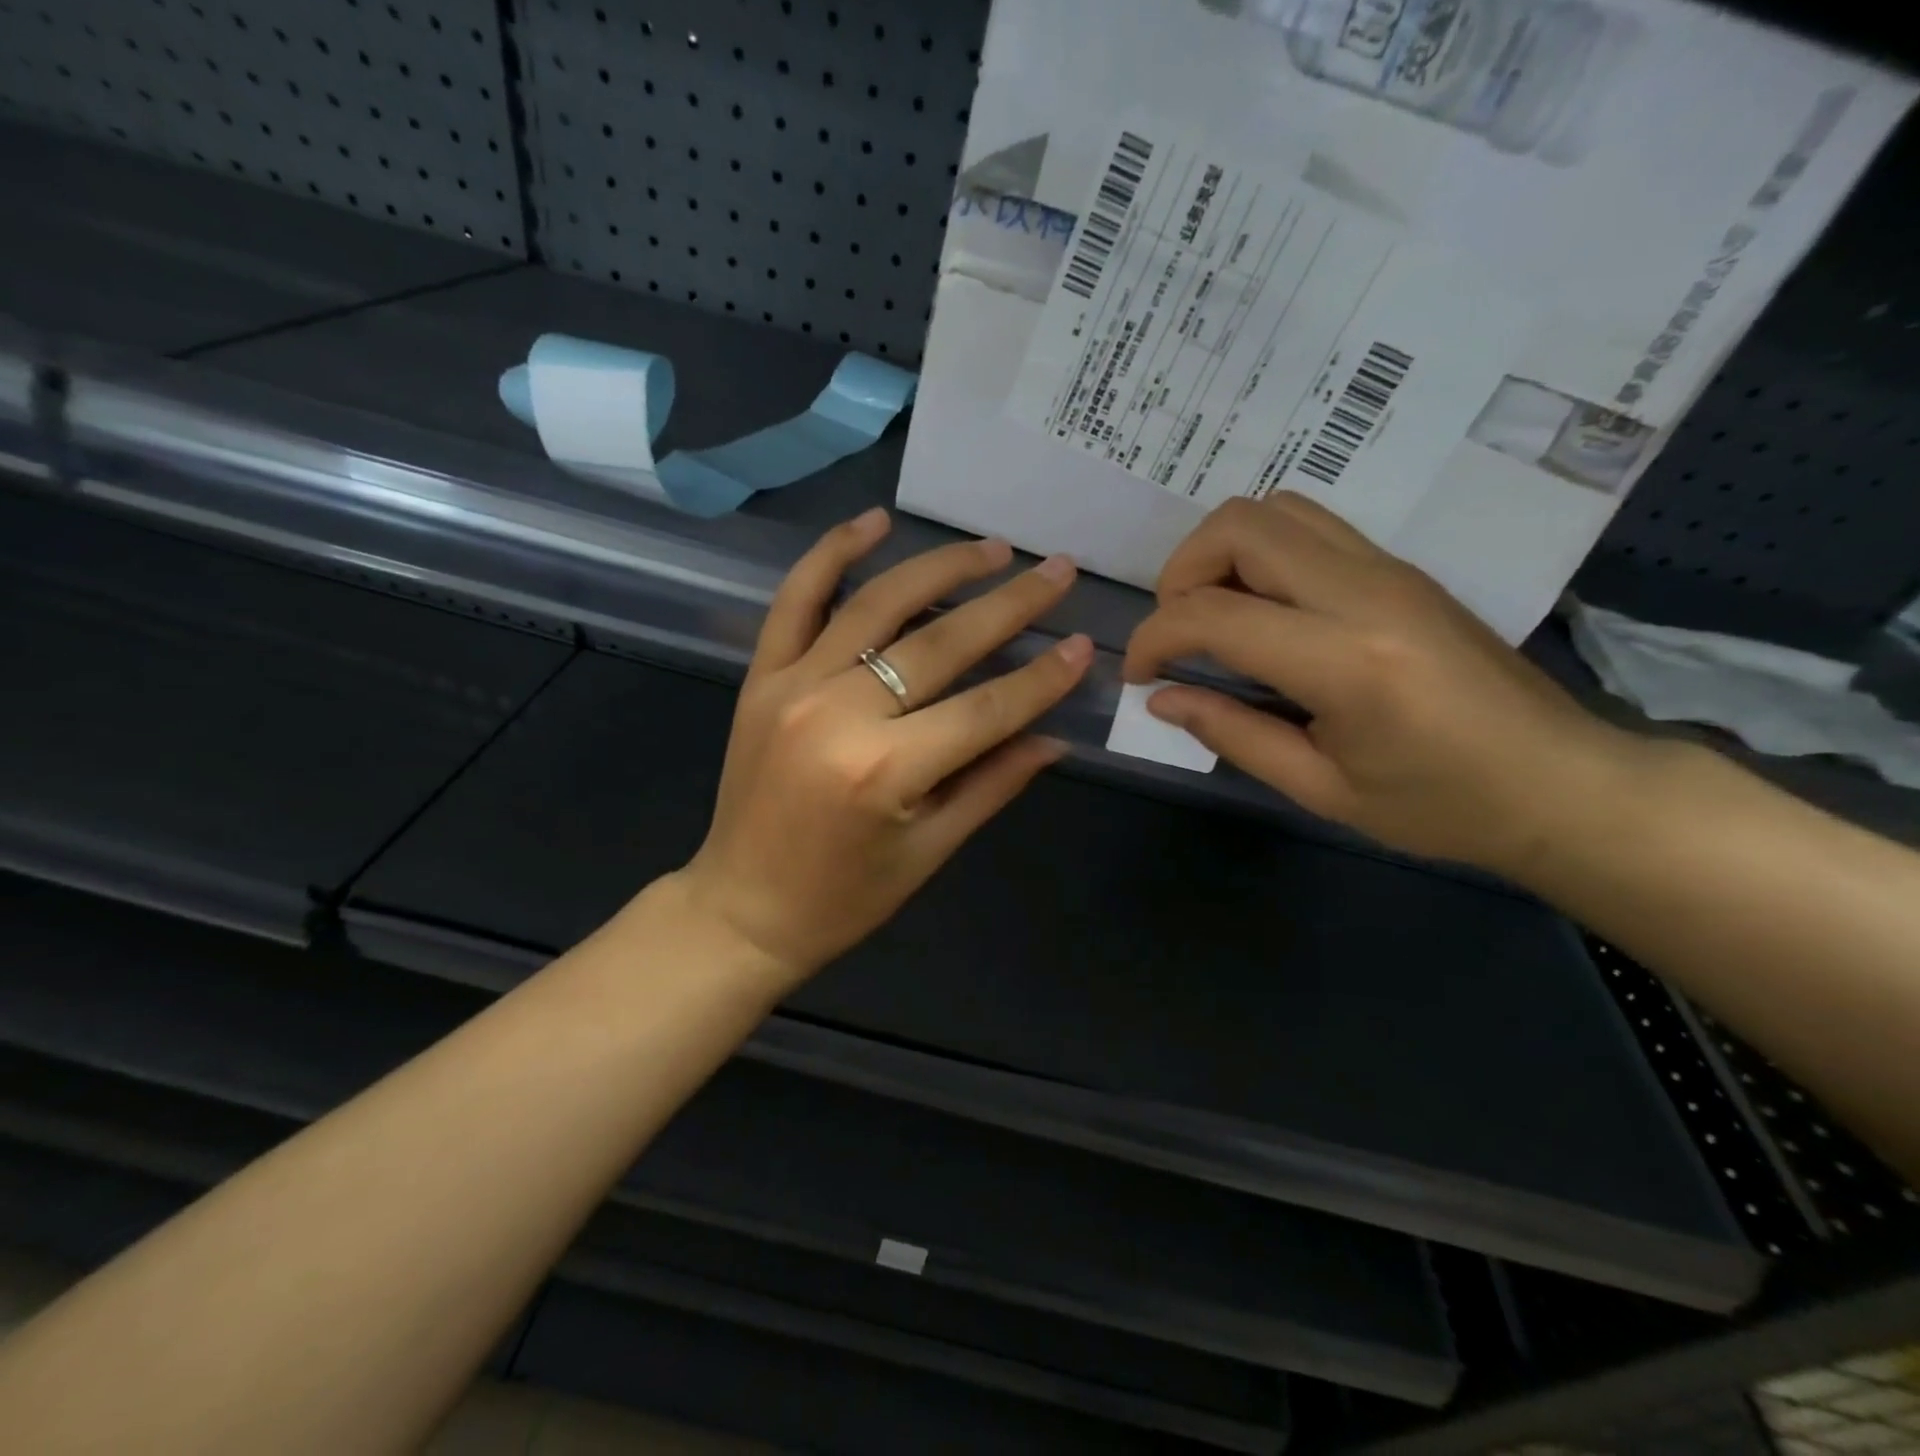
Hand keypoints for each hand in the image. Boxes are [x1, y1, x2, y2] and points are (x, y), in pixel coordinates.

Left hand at [678, 508, 1091, 984]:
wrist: (743, 908)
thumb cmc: (845, 897)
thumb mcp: (930, 850)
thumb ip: (994, 783)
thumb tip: (1056, 735)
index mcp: (887, 771)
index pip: (986, 708)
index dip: (1042, 677)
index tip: (1084, 644)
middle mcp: (839, 714)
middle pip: (941, 644)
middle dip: (1009, 605)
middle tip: (1056, 572)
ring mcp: (793, 685)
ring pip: (878, 605)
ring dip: (941, 568)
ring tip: (994, 549)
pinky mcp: (761, 676)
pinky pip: (796, 599)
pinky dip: (833, 554)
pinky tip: (875, 521)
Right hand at [1124, 494, 1638, 871]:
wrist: (1561, 782)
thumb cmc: (1442, 805)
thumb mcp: (1322, 789)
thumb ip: (1232, 734)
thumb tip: (1161, 699)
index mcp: (1347, 661)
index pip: (1214, 614)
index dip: (1154, 638)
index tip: (1139, 676)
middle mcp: (1366, 592)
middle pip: (1239, 526)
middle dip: (1179, 573)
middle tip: (1174, 633)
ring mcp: (1388, 569)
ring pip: (1273, 509)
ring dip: (1219, 552)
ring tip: (1211, 614)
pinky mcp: (1399, 568)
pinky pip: (1307, 526)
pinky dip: (1258, 552)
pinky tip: (1258, 608)